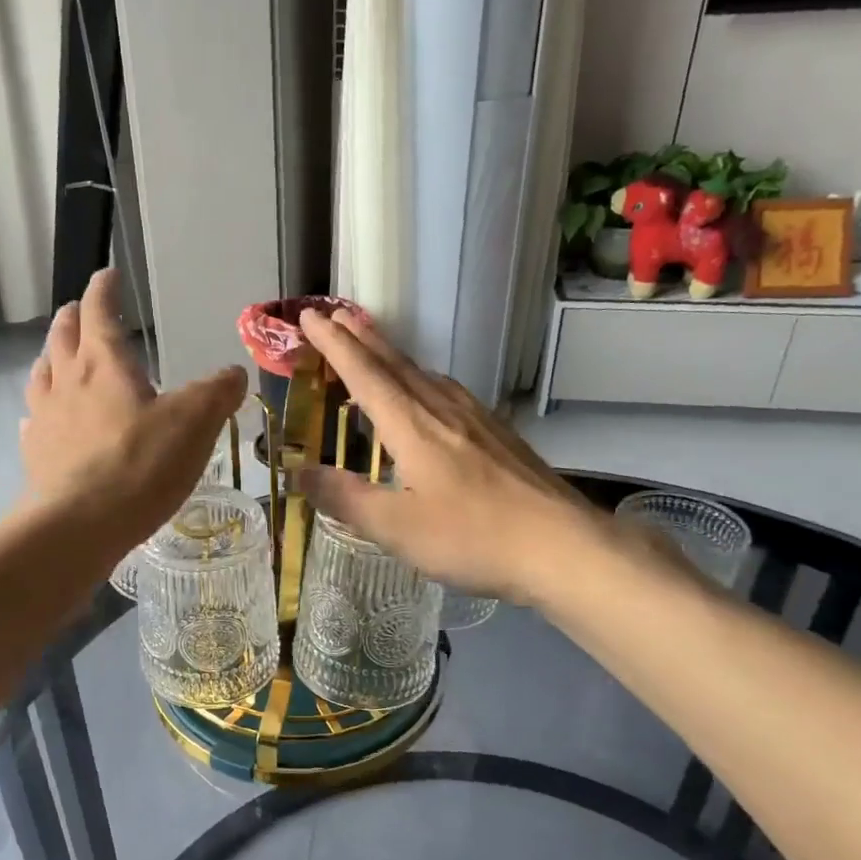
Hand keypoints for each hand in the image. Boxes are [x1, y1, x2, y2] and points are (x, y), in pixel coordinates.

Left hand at [22, 269, 245, 548]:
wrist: (79, 525)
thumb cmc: (140, 465)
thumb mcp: (194, 424)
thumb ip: (216, 394)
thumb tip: (234, 374)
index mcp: (104, 364)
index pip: (100, 312)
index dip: (104, 290)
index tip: (107, 275)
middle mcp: (67, 381)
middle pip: (63, 337)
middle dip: (74, 318)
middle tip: (80, 310)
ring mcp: (45, 419)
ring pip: (43, 374)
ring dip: (52, 357)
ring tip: (58, 355)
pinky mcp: (36, 455)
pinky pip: (35, 420)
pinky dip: (42, 409)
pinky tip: (44, 420)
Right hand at [296, 310, 597, 601]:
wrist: (562, 545)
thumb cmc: (472, 537)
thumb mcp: (397, 527)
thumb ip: (346, 498)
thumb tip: (299, 474)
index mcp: (412, 426)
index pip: (364, 374)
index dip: (334, 345)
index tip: (309, 316)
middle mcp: (442, 410)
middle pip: (395, 364)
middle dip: (361, 338)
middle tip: (335, 313)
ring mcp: (476, 418)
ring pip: (424, 374)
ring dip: (391, 356)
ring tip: (372, 346)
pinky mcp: (498, 434)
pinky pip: (447, 391)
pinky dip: (421, 379)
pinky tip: (429, 392)